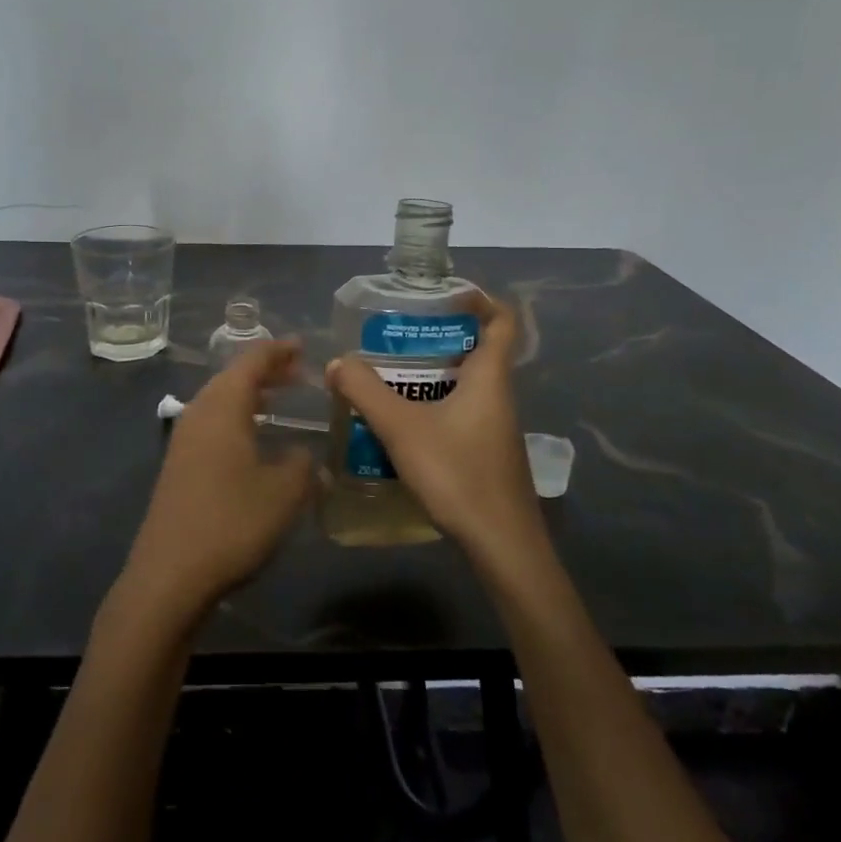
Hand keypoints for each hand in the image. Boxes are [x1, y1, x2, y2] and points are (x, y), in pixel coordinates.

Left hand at [115, 339, 315, 626]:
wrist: (169, 575)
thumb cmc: (232, 523)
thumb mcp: (284, 493)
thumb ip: (301, 465)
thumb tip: (301, 454)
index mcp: (222, 408)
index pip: (251, 362)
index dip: (278, 351)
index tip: (302, 345)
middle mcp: (199, 414)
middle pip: (232, 378)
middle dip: (265, 371)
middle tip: (298, 372)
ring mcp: (184, 441)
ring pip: (220, 402)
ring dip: (250, 395)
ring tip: (279, 399)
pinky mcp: (178, 466)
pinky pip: (213, 425)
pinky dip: (237, 418)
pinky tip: (253, 439)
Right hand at [325, 297, 545, 566]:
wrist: (502, 545)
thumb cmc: (458, 475)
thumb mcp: (403, 429)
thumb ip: (366, 392)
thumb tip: (338, 362)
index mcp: (490, 377)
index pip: (501, 320)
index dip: (478, 299)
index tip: (440, 296)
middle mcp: (498, 395)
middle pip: (475, 350)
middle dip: (435, 338)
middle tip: (394, 337)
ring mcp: (494, 427)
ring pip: (463, 385)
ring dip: (429, 375)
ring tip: (386, 376)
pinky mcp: (485, 452)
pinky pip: (458, 412)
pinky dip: (431, 406)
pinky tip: (399, 424)